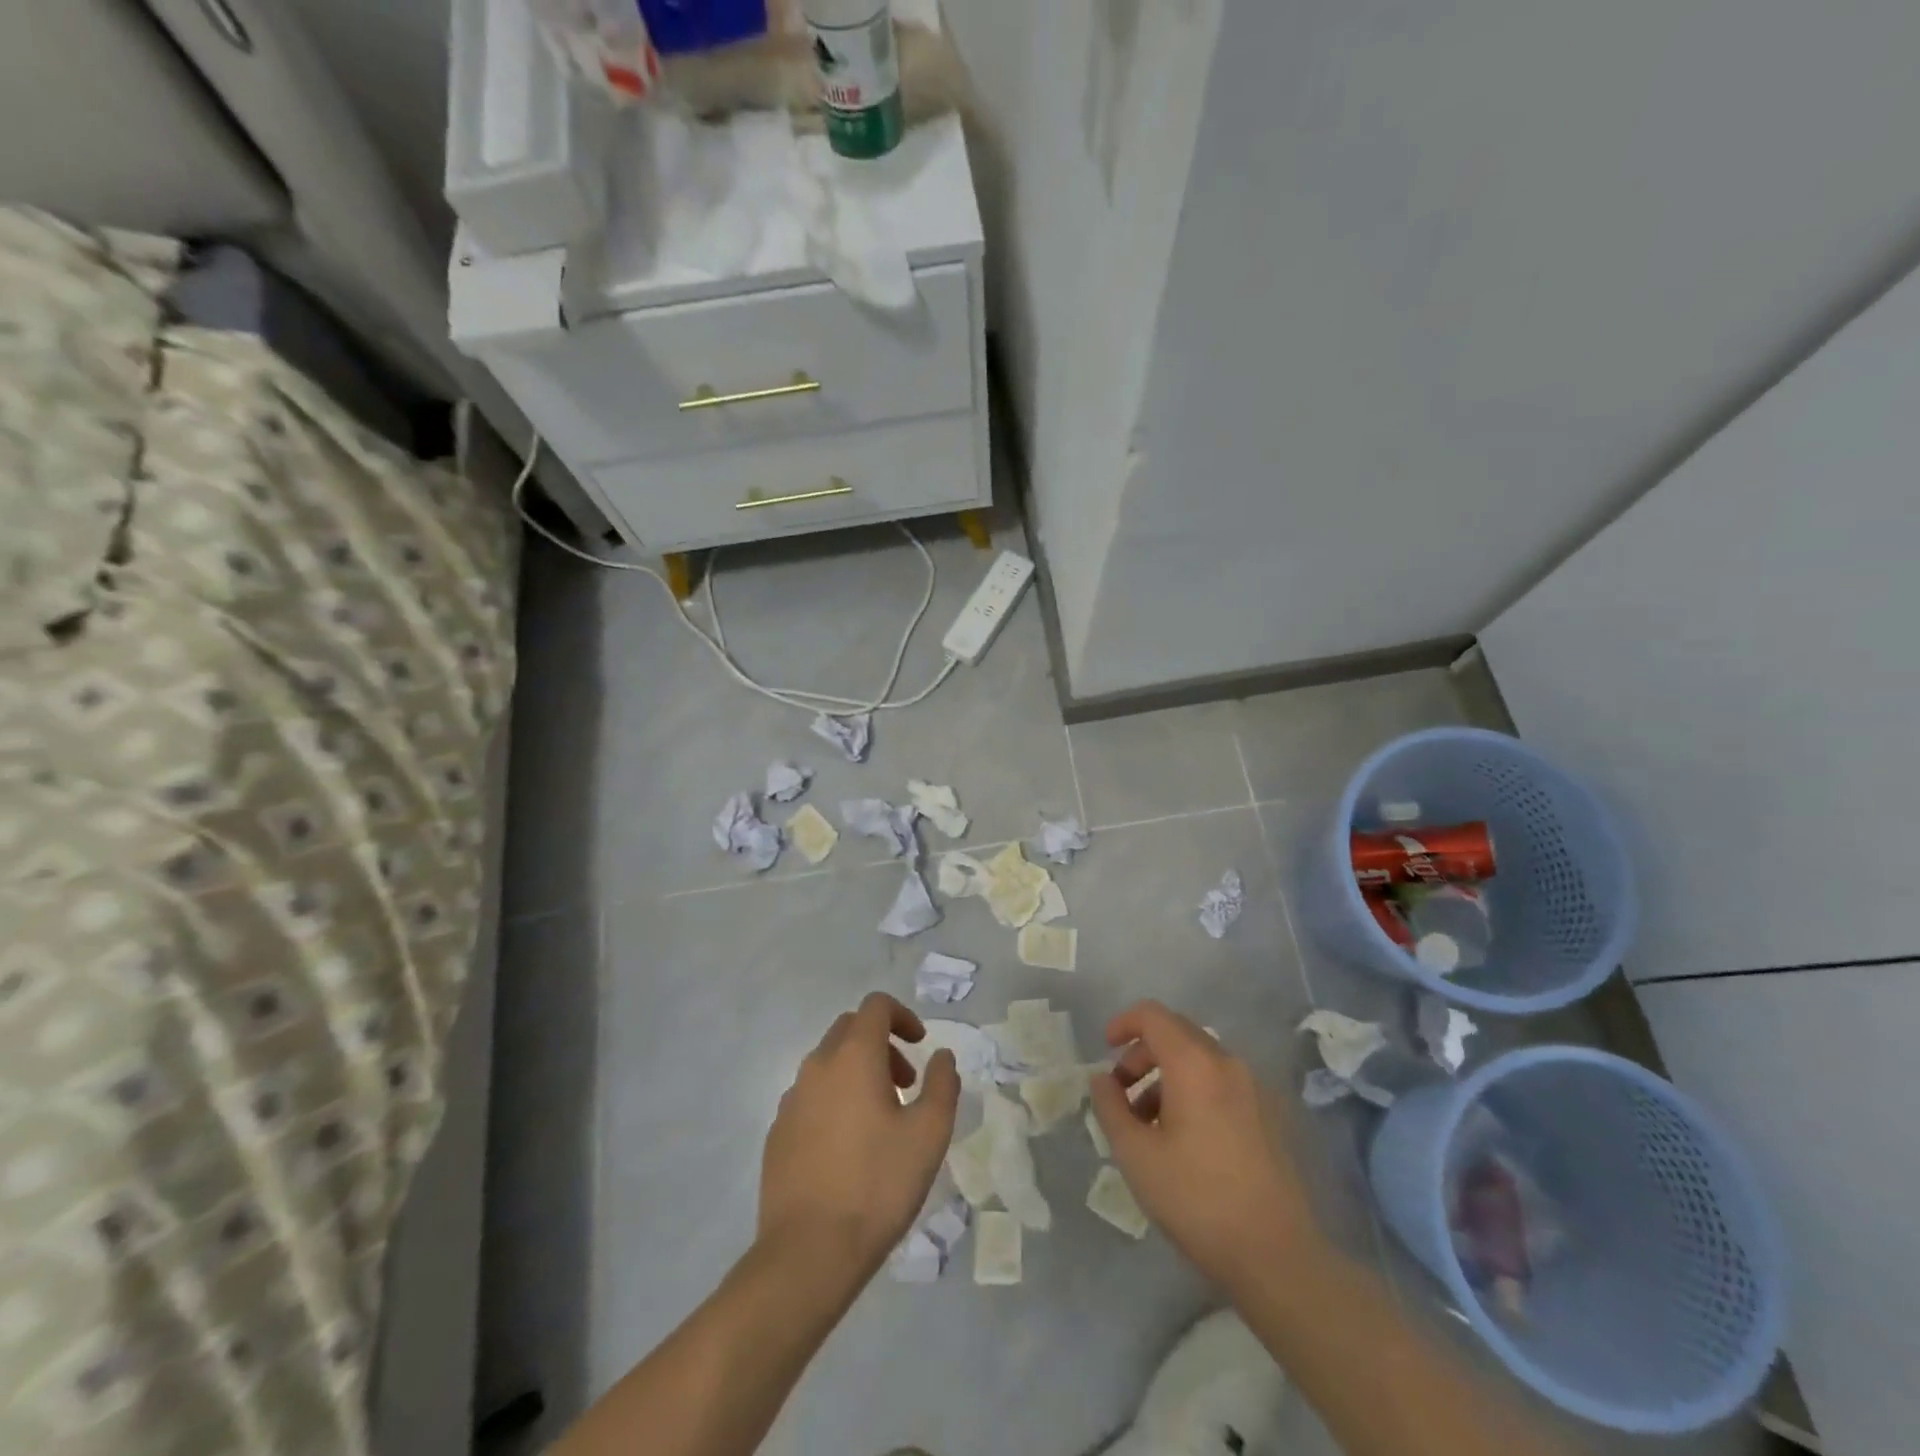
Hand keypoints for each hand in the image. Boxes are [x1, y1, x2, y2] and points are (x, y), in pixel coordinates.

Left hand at [759, 992, 959, 1274]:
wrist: (808, 1253)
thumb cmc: (877, 1185)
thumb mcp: (929, 1134)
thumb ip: (942, 1085)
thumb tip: (943, 1057)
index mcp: (854, 1056)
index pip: (875, 1006)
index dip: (902, 1016)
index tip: (921, 1046)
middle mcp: (817, 1066)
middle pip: (849, 1029)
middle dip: (881, 1044)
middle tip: (906, 1084)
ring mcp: (791, 1099)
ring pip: (828, 1063)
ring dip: (857, 1072)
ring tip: (881, 1120)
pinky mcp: (777, 1132)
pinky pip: (810, 1096)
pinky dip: (834, 1100)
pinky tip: (848, 1147)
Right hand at [1089, 1000, 1323, 1289]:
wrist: (1278, 1256)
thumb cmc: (1197, 1199)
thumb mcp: (1135, 1155)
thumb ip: (1110, 1107)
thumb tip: (1102, 1079)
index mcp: (1195, 1064)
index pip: (1153, 1015)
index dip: (1123, 1023)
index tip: (1105, 1050)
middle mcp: (1228, 1063)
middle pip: (1177, 1033)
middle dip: (1143, 1054)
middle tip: (1122, 1092)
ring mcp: (1255, 1088)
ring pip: (1200, 1060)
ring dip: (1167, 1075)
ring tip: (1149, 1124)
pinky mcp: (1270, 1115)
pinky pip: (1221, 1083)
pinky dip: (1194, 1091)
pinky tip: (1185, 1139)